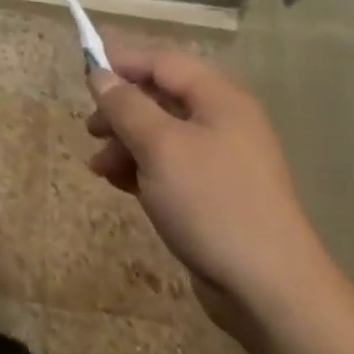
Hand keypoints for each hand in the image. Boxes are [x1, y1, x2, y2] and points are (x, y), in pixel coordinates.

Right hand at [85, 48, 336, 346]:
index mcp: (219, 100)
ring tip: (100, 169)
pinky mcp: (215, 193)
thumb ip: (126, 106)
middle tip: (91, 130)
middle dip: (121, 110)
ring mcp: (222, 160)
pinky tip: (120, 185)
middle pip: (160, 97)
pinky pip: (170, 165)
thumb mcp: (159, 147)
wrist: (269, 291)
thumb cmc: (212, 204)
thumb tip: (100, 74)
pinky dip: (142, 169)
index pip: (163, 62)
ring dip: (125, 143)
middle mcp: (223, 122)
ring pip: (161, 134)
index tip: (84, 78)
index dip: (122, 63)